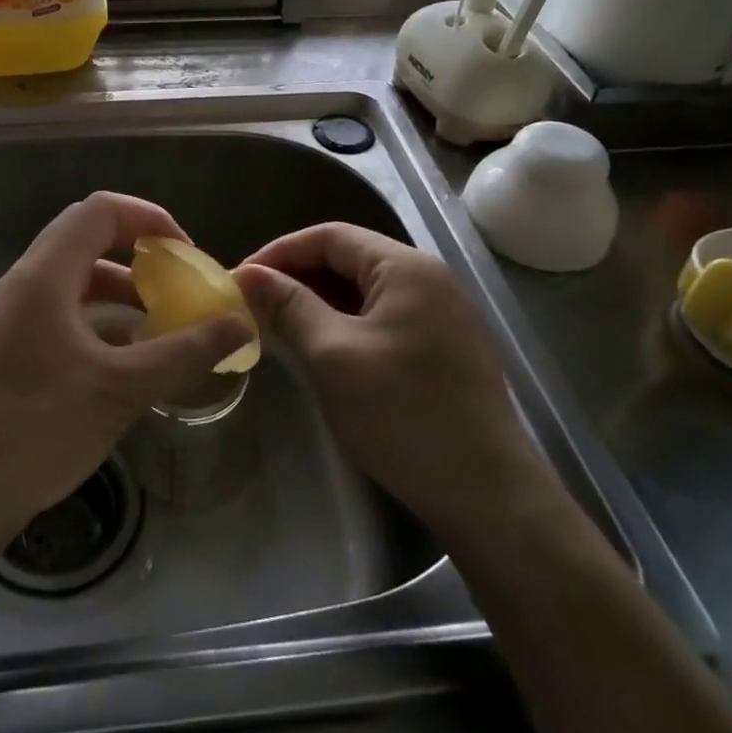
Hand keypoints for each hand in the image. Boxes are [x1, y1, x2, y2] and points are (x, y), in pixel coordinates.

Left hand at [0, 192, 253, 534]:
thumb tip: (239, 324)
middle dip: (139, 249)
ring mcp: (15, 311)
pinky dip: (100, 312)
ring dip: (120, 284)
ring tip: (160, 315)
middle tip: (177, 278)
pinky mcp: (14, 341)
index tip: (185, 254)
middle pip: (87, 235)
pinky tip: (128, 350)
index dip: (149, 219)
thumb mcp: (122, 388)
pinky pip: (64, 304)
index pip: (101, 210)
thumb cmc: (40, 429)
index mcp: (45, 275)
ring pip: (76, 273)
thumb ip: (184, 351)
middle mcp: (26, 281)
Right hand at [235, 224, 540, 531]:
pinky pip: (386, 318)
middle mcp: (431, 279)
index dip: (280, 252)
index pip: (330, 236)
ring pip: (367, 291)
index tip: (242, 279)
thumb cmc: (403, 415)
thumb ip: (290, 306)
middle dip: (299, 276)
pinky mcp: (448, 348)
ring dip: (322, 302)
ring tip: (281, 326)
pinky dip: (348, 323)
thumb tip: (249, 275)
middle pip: (350, 259)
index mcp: (406, 268)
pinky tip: (325, 349)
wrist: (488, 496)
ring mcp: (444, 315)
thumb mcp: (333, 355)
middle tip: (256, 304)